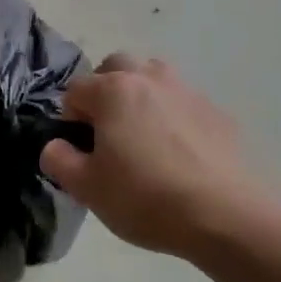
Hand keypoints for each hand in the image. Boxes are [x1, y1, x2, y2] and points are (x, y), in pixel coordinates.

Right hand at [40, 55, 275, 258]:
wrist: (224, 214)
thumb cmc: (145, 198)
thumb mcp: (87, 188)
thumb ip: (59, 160)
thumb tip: (56, 145)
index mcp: (113, 91)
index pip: (75, 89)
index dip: (69, 117)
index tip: (79, 148)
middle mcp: (149, 78)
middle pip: (117, 66)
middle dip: (105, 91)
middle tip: (107, 132)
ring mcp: (187, 91)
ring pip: (154, 78)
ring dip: (141, 96)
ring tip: (143, 137)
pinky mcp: (216, 112)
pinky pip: (183, 104)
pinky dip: (173, 117)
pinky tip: (178, 154)